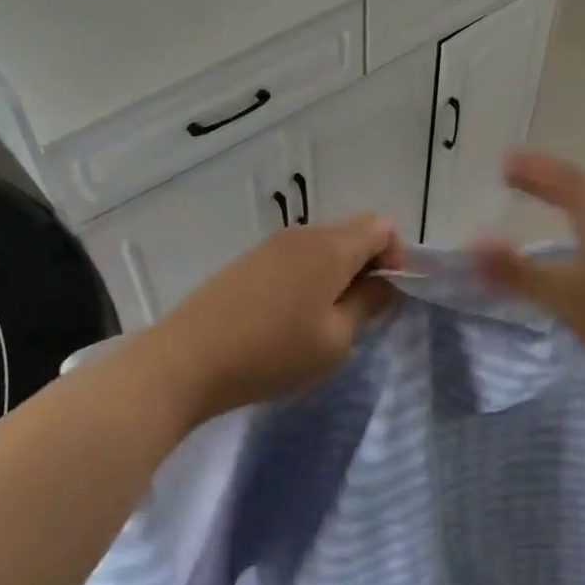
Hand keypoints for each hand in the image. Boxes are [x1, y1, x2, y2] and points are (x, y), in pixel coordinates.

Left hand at [157, 214, 402, 423]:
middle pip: (352, 233)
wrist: (187, 359)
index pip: (382, 226)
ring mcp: (271, 245)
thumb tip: (383, 284)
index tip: (387, 296)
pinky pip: (294, 259)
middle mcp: (303, 234)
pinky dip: (307, 279)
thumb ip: (368, 305)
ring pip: (322, 247)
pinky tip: (289, 319)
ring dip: (336, 275)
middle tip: (359, 314)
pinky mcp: (248, 262)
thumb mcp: (336, 340)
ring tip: (323, 322)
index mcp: (331, 246)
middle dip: (367, 266)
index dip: (397, 256)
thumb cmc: (273, 352)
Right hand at [473, 153, 584, 386]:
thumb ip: (517, 270)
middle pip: (580, 193)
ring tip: (536, 207)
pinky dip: (570, 233)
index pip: (567, 181)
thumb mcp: (564, 293)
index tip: (505, 162)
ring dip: (561, 205)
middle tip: (514, 178)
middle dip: (545, 182)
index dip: (536, 169)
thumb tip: (471, 244)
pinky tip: (565, 256)